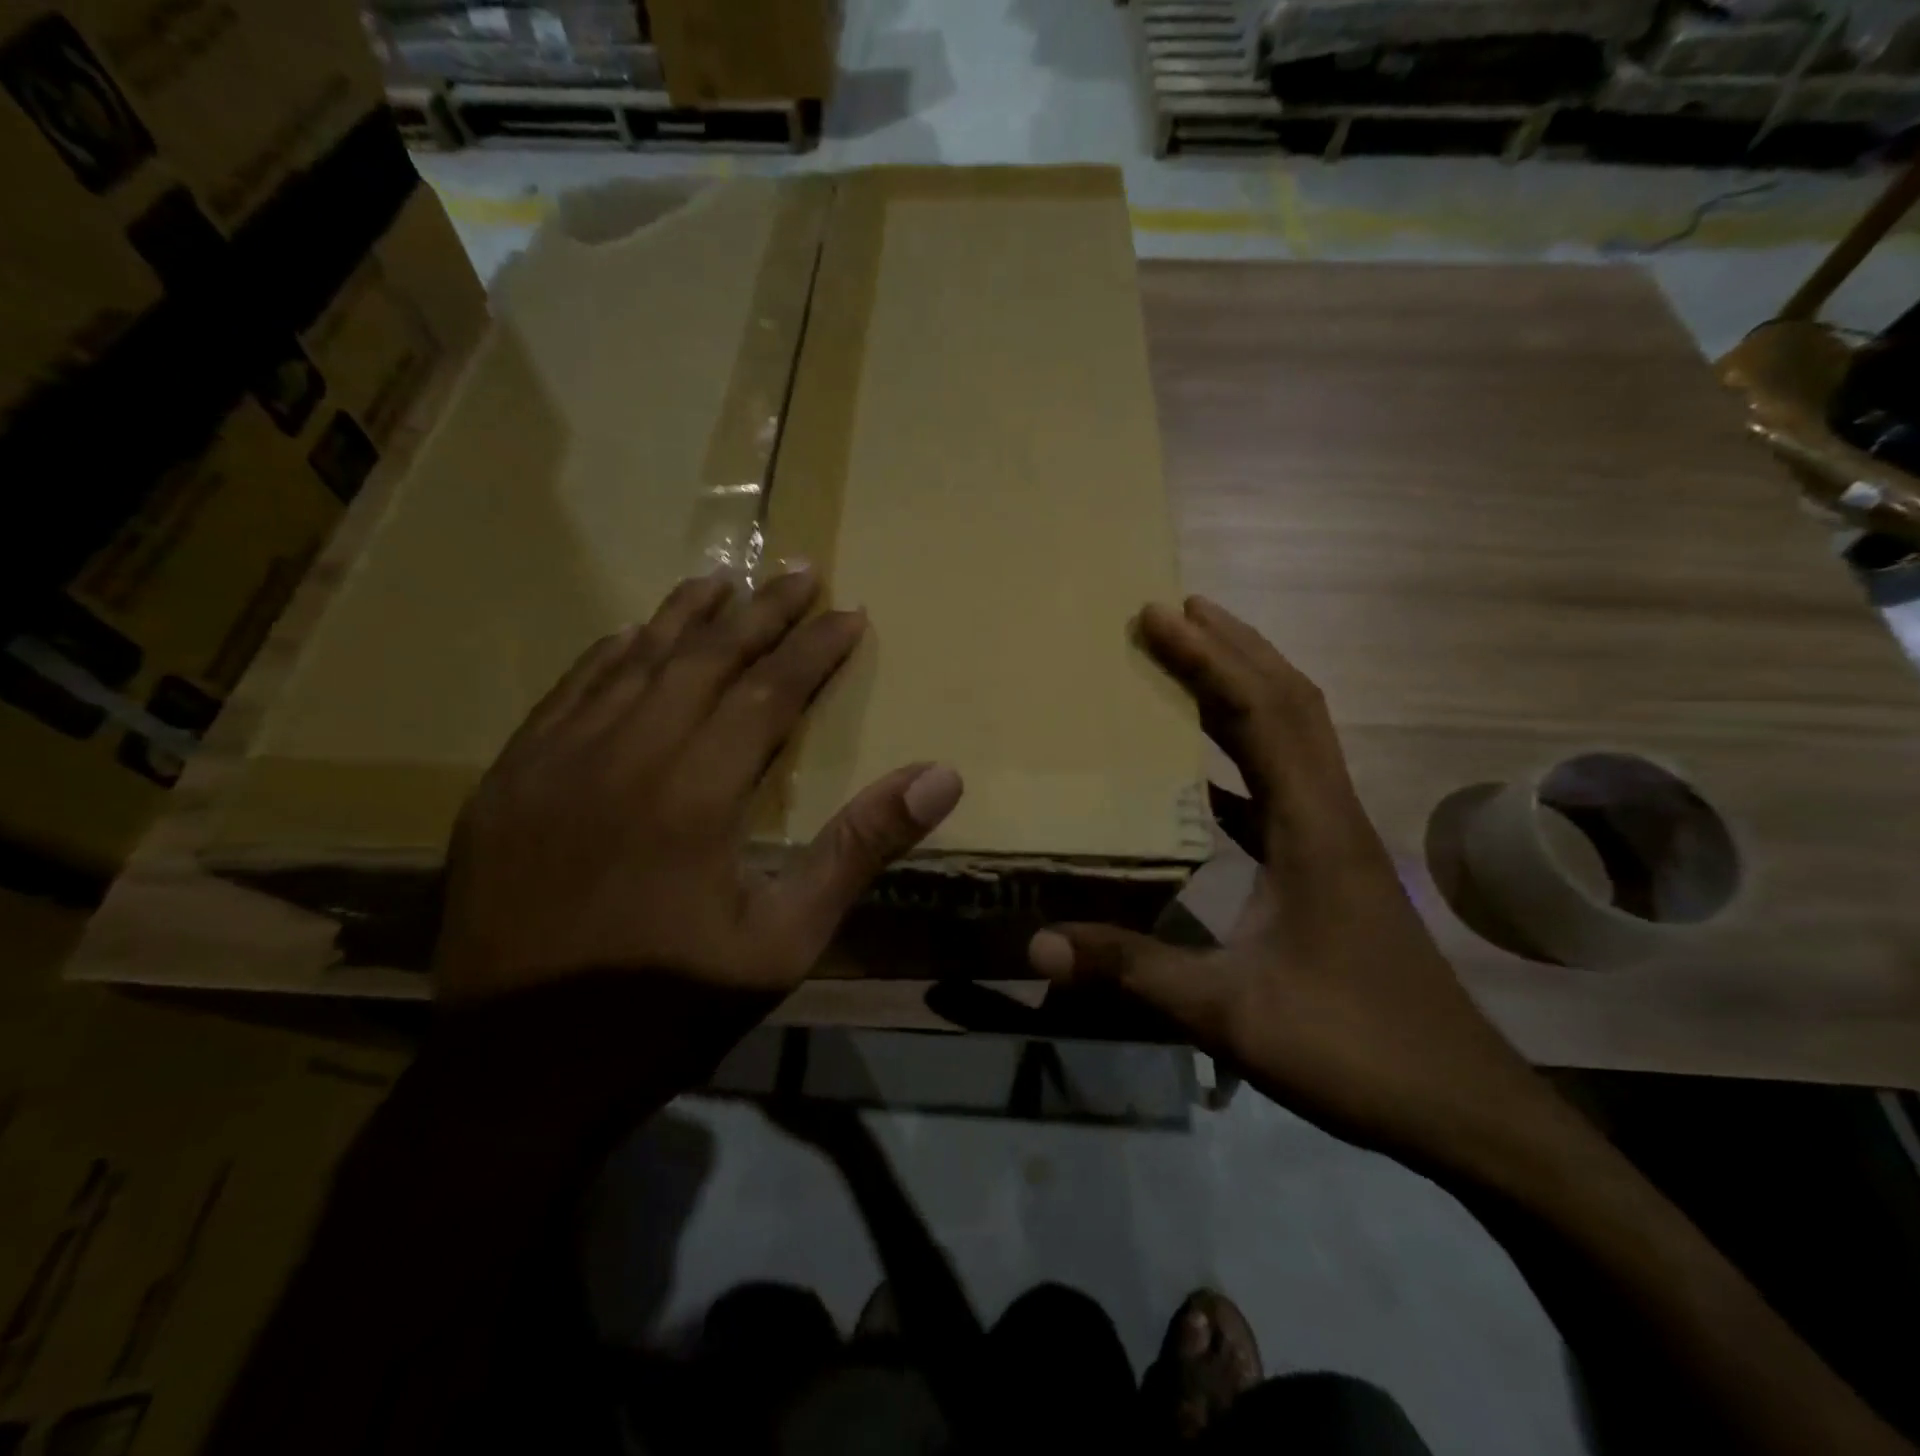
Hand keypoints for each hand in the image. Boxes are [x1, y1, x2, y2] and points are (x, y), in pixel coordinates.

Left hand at [433, 569, 963, 1001]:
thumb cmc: (670, 1005)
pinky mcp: (508, 783)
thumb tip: (940, 777)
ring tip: (723, 577)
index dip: (813, 648)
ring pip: (632, 664)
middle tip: (799, 569)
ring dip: (684, 617)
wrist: (521, 1070)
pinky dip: (608, 657)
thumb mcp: (785, 940)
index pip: (769, 692)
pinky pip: (567, 695)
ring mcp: (555, 763)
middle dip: (760, 611)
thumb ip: (859, 847)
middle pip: (704, 659)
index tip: (848, 612)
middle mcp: (625, 756)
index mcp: (696, 793)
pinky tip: (629, 636)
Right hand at [1028, 596, 1563, 1179]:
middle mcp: (1333, 816)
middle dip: (1234, 648)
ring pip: (1295, 739)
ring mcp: (1337, 841)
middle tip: (1176, 610)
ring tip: (1190, 661)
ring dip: (1245, 690)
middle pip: (1290, 704)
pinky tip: (1205, 773)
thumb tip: (1038, 945)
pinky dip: (1245, 756)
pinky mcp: (1333, 868)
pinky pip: (1284, 786)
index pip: (1262, 715)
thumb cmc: (1356, 1050)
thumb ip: (1133, 972)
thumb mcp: (1232, 1013)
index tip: (1160, 615)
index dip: (1210, 659)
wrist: (1464, 1110)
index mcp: (1314, 829)